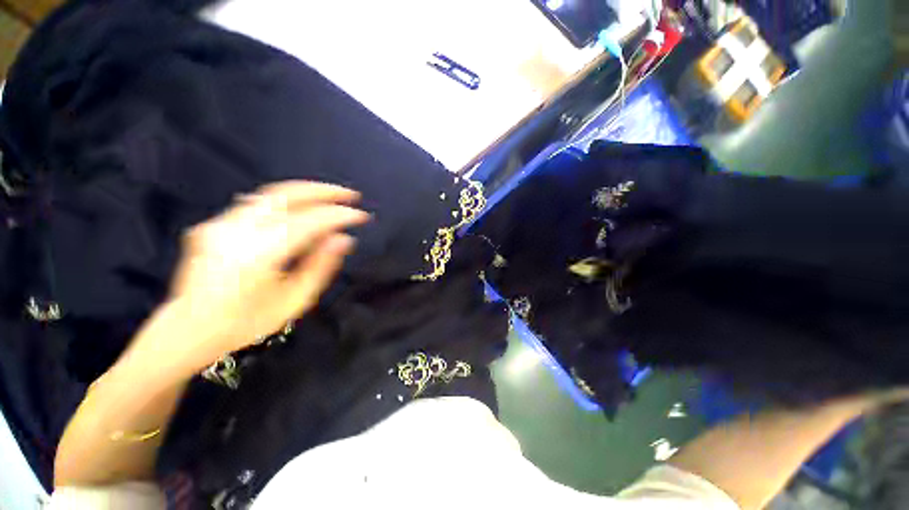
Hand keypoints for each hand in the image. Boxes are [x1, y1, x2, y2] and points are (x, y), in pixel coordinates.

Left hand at [134, 181, 369, 373]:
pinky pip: (257, 204)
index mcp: (258, 254)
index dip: (339, 216)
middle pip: (286, 195)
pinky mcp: (215, 224)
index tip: (362, 216)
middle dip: (324, 191)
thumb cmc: (245, 323)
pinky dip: (285, 201)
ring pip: (271, 194)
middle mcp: (236, 231)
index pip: (309, 222)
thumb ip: (321, 266)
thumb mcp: (294, 301)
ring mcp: (221, 224)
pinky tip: (299, 207)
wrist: (187, 330)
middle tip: (350, 194)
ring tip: (330, 196)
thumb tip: (344, 239)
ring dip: (305, 192)